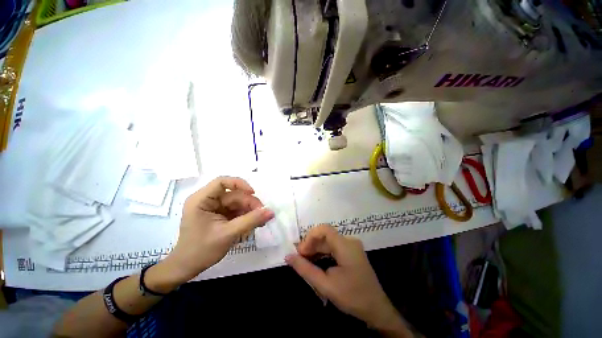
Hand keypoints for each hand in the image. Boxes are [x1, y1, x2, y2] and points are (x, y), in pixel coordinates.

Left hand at [157, 177, 273, 286]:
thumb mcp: (228, 234)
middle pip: (233, 194)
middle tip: (262, 214)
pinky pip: (236, 210)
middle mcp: (207, 200)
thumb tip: (271, 212)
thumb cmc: (202, 250)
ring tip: (260, 221)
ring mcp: (213, 208)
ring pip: (237, 202)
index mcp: (201, 200)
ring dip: (250, 210)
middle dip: (249, 203)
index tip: (253, 193)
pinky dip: (245, 215)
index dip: (239, 184)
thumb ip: (251, 220)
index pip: (222, 182)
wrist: (188, 268)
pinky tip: (253, 223)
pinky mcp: (219, 214)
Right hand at [285, 225, 411, 336]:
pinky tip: (316, 262)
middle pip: (325, 235)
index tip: (301, 252)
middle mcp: (349, 241)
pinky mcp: (351, 251)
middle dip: (311, 245)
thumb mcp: (326, 285)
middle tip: (299, 259)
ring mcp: (351, 246)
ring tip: (305, 261)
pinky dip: (323, 253)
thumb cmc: (352, 297)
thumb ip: (305, 269)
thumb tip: (288, 256)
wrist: (376, 309)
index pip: (324, 229)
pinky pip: (334, 247)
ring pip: (328, 241)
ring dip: (316, 249)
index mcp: (345, 245)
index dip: (309, 237)